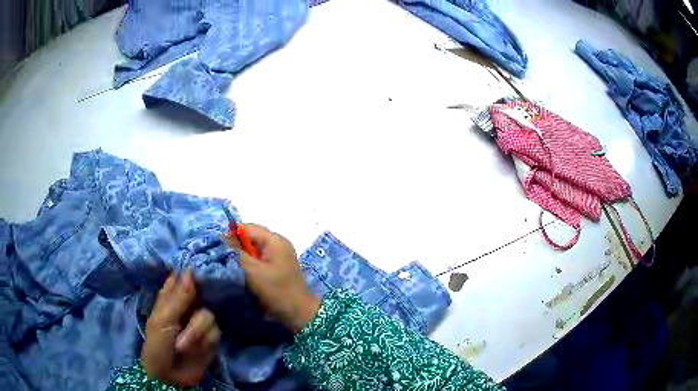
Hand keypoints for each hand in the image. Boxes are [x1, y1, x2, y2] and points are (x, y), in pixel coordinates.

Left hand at [142, 272, 220, 386]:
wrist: (170, 377)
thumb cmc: (158, 345)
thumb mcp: (163, 320)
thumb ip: (178, 298)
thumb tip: (190, 270)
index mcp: (171, 298)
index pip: (186, 278)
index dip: (194, 275)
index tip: (198, 278)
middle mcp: (188, 307)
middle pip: (204, 298)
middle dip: (193, 318)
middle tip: (182, 326)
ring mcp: (200, 323)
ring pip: (210, 317)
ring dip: (196, 335)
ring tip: (182, 346)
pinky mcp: (211, 338)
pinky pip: (215, 333)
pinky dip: (203, 344)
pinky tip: (194, 351)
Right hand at [227, 224, 319, 333]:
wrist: (299, 313)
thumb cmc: (277, 291)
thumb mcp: (253, 271)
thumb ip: (237, 253)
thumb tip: (221, 239)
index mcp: (275, 240)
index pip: (248, 228)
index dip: (231, 235)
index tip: (217, 247)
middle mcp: (277, 244)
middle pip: (250, 238)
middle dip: (235, 246)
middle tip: (221, 258)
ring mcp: (278, 256)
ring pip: (253, 250)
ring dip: (241, 256)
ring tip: (228, 265)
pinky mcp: (276, 268)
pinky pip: (258, 260)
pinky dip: (248, 264)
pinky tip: (240, 273)